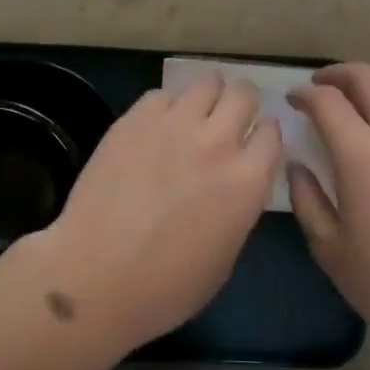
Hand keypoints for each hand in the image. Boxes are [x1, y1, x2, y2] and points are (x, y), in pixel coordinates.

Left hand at [30, 72, 281, 353]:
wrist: (96, 277)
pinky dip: (165, 107)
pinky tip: (155, 129)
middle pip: (244, 93)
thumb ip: (239, 206)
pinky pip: (162, 95)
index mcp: (247, 181)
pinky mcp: (135, 119)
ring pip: (206, 82)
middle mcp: (217, 142)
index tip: (253, 144)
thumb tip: (235, 182)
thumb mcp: (226, 256)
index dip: (264, 137)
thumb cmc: (167, 287)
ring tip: (193, 115)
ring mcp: (174, 125)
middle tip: (227, 120)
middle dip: (241, 103)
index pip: (273, 132)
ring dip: (207, 97)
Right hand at [289, 63, 369, 352]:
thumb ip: (306, 197)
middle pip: (367, 77)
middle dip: (339, 74)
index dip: (305, 94)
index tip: (294, 101)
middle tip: (323, 86)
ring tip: (360, 103)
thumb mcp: (329, 247)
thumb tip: (297, 163)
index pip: (327, 101)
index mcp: (361, 154)